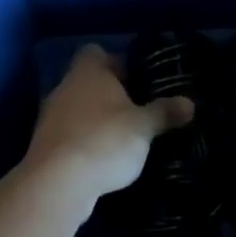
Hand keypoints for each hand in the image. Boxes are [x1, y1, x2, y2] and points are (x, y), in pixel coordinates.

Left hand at [20, 45, 193, 212]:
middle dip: (109, 94)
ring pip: (77, 108)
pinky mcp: (45, 146)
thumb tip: (190, 103)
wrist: (57, 184)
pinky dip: (84, 141)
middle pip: (87, 81)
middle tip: (136, 109)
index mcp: (88, 73)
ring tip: (123, 136)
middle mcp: (65, 88)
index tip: (135, 79)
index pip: (95, 52)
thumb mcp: (143, 127)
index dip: (115, 62)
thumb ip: (165, 113)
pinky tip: (103, 158)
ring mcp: (50, 117)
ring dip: (95, 119)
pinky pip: (69, 134)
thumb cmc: (105, 141)